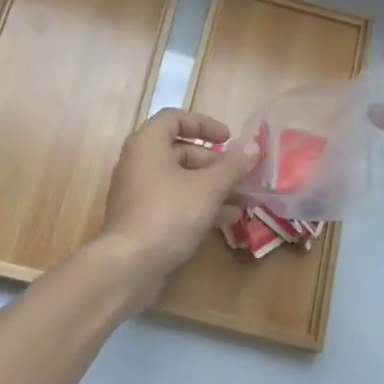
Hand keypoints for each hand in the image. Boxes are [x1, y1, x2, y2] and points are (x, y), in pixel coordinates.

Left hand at [95, 108, 258, 306]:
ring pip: (180, 180)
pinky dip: (198, 204)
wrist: (129, 266)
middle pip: (180, 151)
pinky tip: (227, 219)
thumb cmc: (169, 214)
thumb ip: (232, 166)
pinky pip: (173, 201)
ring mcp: (138, 192)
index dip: (204, 124)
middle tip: (240, 175)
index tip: (228, 138)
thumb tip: (253, 145)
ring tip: (243, 199)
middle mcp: (138, 163)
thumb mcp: (208, 188)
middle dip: (214, 163)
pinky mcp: (142, 218)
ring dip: (211, 186)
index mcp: (148, 144)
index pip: (175, 118)